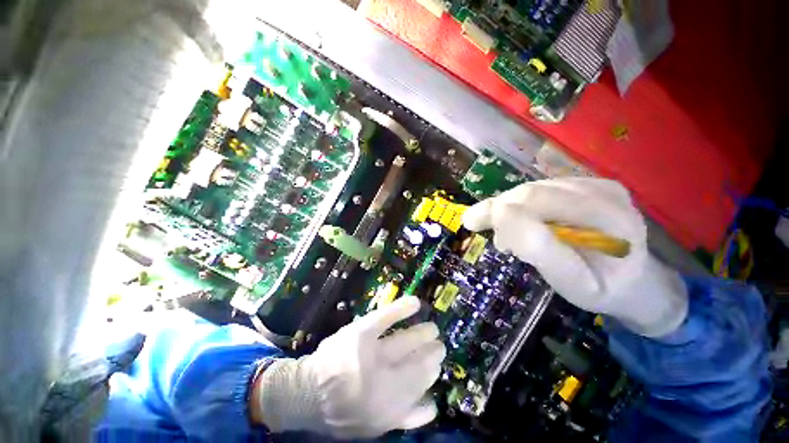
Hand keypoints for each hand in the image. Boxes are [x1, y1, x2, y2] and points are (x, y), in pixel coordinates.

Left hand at [253, 297, 445, 438]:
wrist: (309, 393)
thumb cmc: (344, 412)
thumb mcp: (376, 426)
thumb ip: (406, 417)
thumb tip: (432, 405)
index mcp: (388, 404)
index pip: (420, 381)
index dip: (432, 368)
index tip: (438, 361)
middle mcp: (383, 378)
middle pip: (416, 360)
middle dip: (431, 351)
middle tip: (438, 343)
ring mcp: (372, 352)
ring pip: (405, 341)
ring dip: (422, 333)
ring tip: (432, 328)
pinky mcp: (361, 332)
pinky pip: (385, 317)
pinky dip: (401, 309)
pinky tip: (415, 303)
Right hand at [463, 178, 687, 336]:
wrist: (631, 280)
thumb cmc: (600, 288)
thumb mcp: (571, 283)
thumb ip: (539, 249)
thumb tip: (501, 215)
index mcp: (608, 217)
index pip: (540, 203)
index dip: (501, 213)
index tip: (472, 224)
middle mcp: (603, 191)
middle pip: (532, 192)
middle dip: (500, 211)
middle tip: (487, 233)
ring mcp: (595, 184)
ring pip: (531, 190)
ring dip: (508, 210)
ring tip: (507, 233)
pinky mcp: (586, 184)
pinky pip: (539, 191)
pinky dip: (521, 207)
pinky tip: (524, 223)